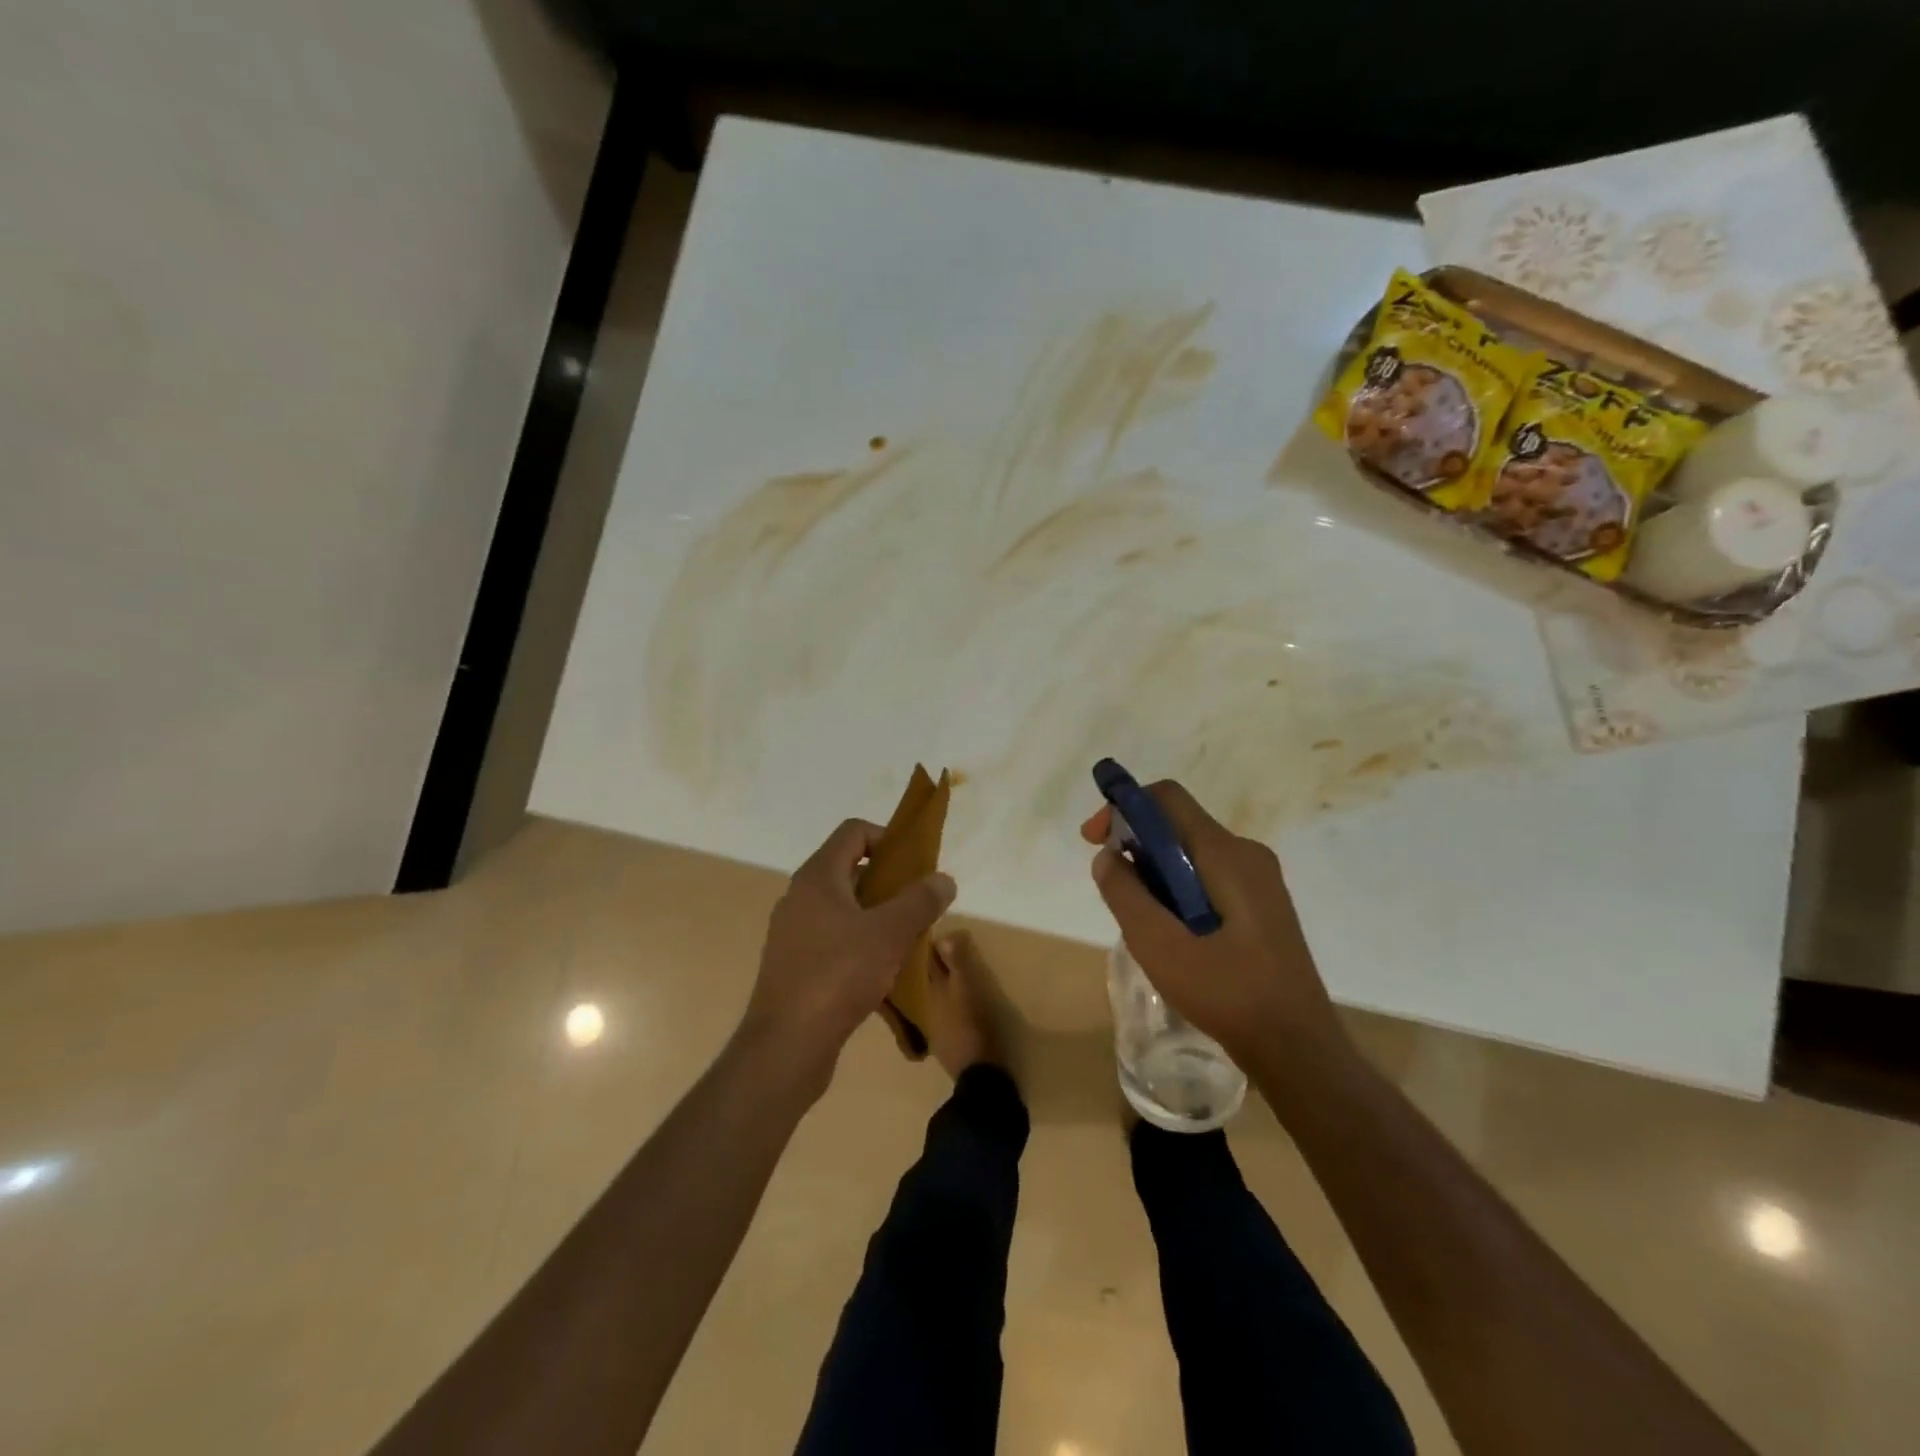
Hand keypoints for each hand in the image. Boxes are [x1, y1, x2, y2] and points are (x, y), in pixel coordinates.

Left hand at [741, 818, 955, 1092]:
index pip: (853, 832)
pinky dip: (861, 944)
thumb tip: (943, 879)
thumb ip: (920, 901)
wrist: (786, 1045)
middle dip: (889, 882)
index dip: (887, 838)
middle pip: (850, 869)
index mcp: (817, 877)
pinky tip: (884, 972)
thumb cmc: (838, 975)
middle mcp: (801, 897)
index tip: (915, 865)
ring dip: (877, 916)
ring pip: (844, 908)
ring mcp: (794, 932)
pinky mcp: (794, 965)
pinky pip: (834, 939)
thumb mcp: (890, 933)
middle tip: (918, 904)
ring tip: (907, 939)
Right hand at [1081, 781, 1343, 1065]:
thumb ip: (1126, 896)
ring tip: (1142, 921)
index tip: (1094, 841)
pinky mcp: (1261, 904)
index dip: (1124, 807)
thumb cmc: (1228, 994)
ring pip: (1191, 853)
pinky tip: (1172, 933)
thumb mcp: (1161, 947)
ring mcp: (1259, 879)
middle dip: (1136, 845)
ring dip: (1155, 872)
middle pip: (1178, 825)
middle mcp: (1247, 854)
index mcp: (1227, 855)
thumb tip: (1106, 856)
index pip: (1167, 798)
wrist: (1298, 1049)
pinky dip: (1177, 888)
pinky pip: (1207, 875)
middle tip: (1113, 891)